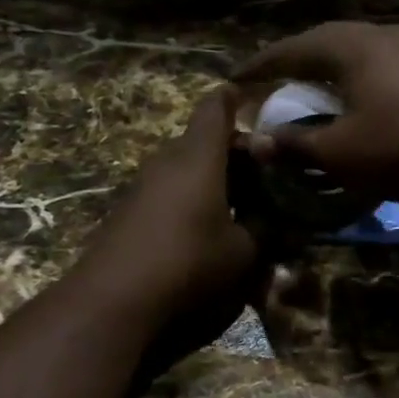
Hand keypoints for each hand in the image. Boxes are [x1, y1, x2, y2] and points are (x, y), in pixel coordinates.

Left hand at [75, 87, 263, 363]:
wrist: (113, 298)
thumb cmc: (188, 262)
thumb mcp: (243, 251)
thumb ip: (266, 231)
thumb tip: (285, 224)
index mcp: (199, 157)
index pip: (216, 108)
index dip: (235, 99)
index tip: (253, 99)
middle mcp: (168, 160)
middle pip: (202, 139)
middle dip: (233, 150)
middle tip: (264, 171)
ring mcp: (144, 185)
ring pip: (184, 166)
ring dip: (212, 176)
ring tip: (240, 201)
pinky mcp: (129, 210)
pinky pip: (168, 189)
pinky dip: (191, 196)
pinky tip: (205, 226)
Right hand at [235, 23, 398, 211]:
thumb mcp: (341, 153)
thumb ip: (296, 145)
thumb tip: (259, 144)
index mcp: (353, 47)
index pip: (293, 48)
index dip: (261, 65)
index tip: (236, 78)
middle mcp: (382, 35)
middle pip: (326, 41)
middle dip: (296, 59)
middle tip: (273, 78)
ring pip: (357, 49)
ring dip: (329, 66)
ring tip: (311, 85)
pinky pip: (381, 62)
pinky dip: (357, 76)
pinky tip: (357, 96)